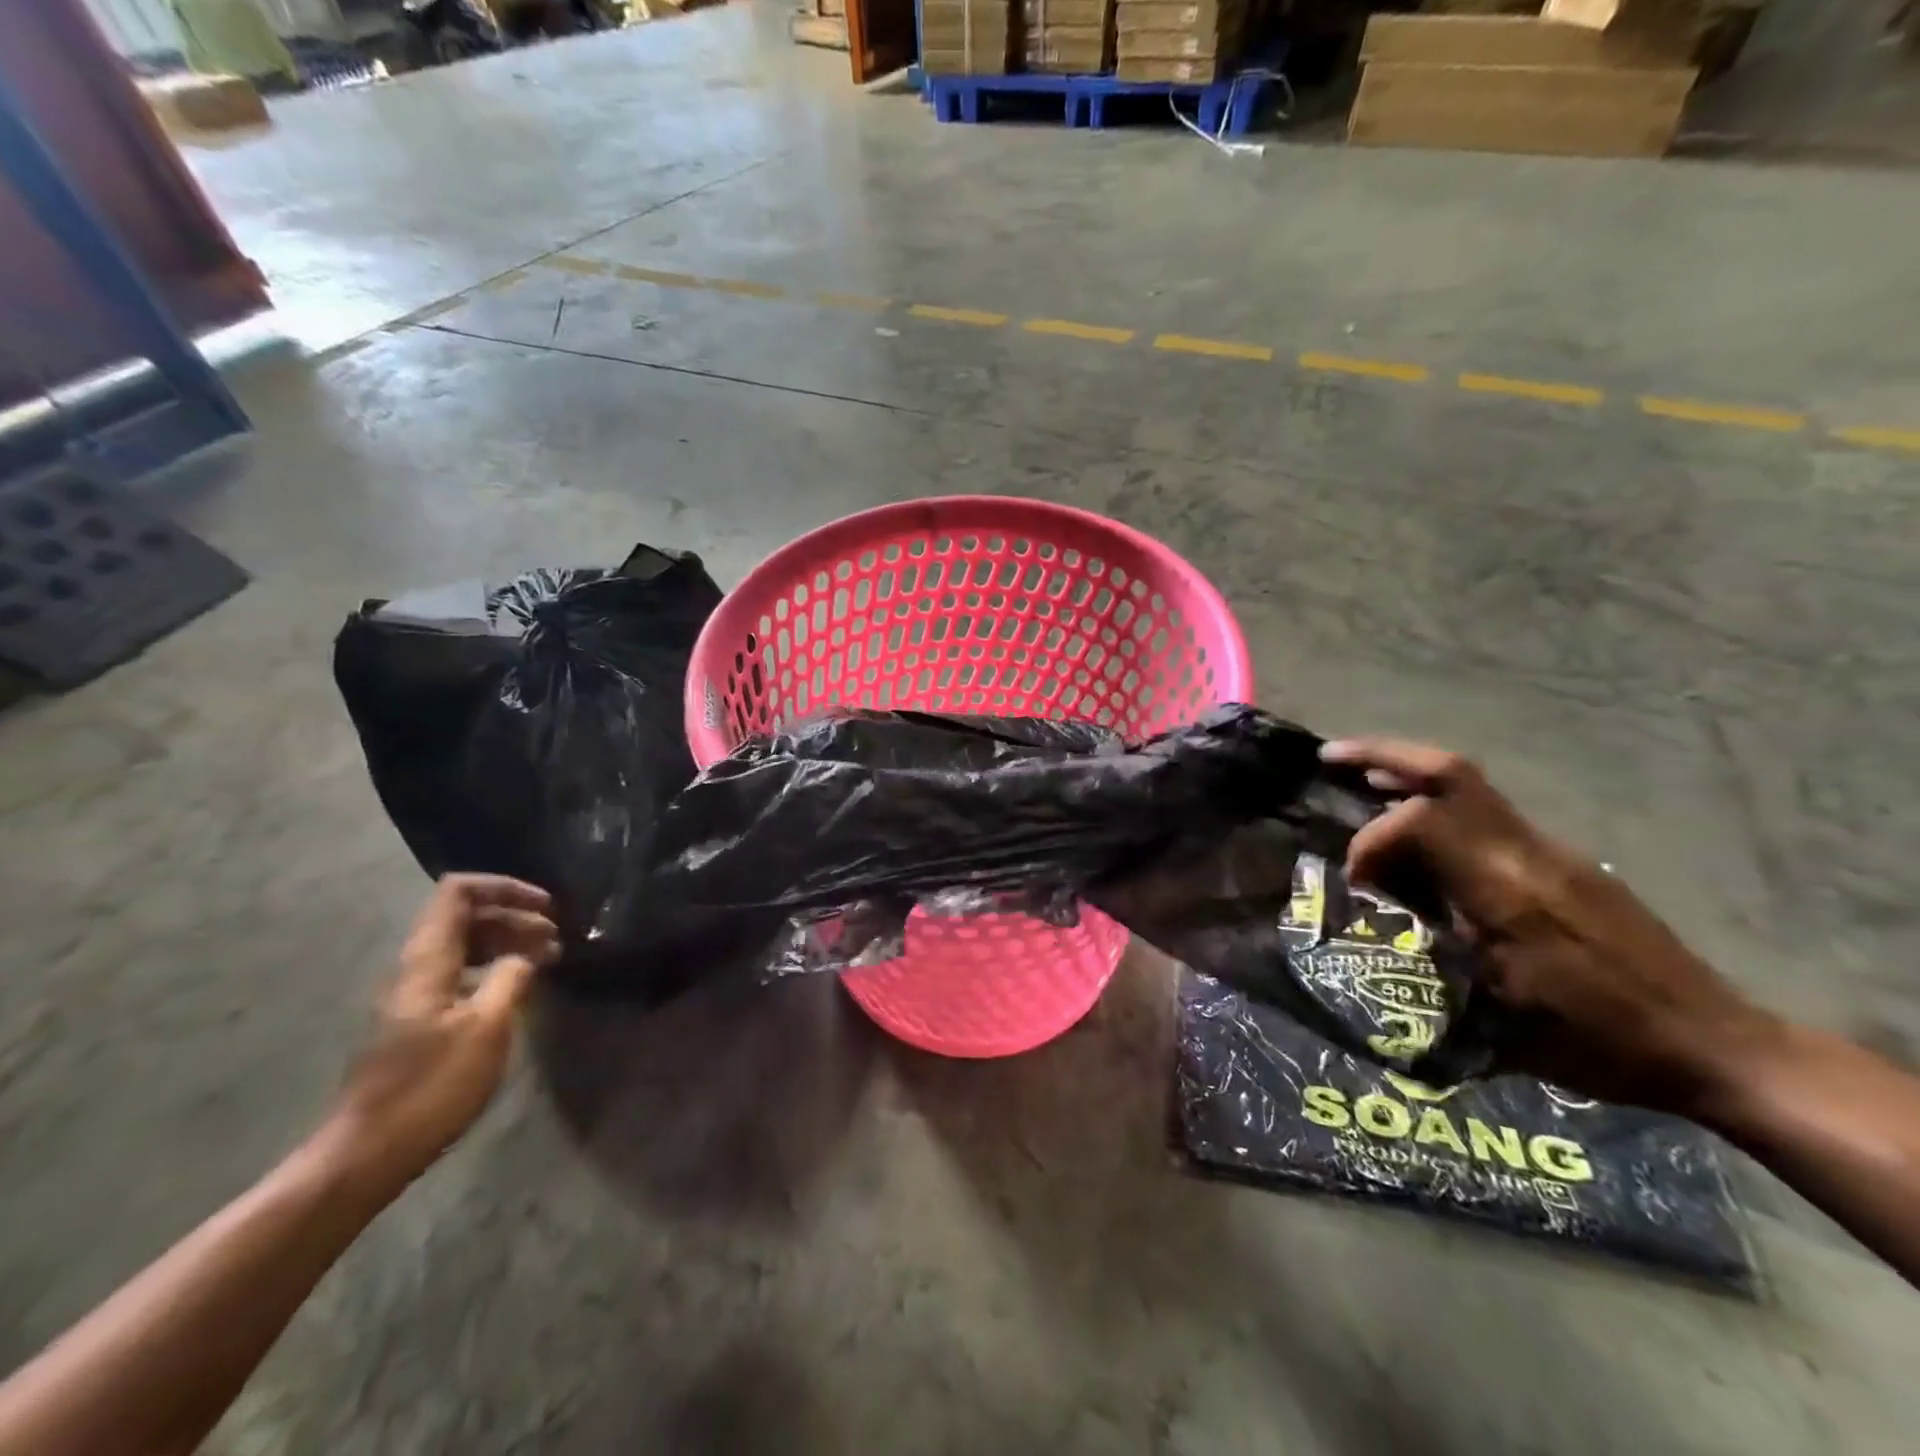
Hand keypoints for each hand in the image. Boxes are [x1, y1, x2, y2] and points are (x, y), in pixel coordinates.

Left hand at [322, 874, 558, 1196]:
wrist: (367, 1153)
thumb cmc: (431, 1086)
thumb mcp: (487, 1028)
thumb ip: (511, 978)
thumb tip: (527, 955)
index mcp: (427, 960)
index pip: (458, 892)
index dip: (504, 887)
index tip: (546, 906)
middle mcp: (415, 967)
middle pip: (463, 915)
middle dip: (514, 915)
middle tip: (556, 936)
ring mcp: (413, 995)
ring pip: (462, 944)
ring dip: (506, 941)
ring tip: (546, 958)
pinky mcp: (417, 1021)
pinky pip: (459, 972)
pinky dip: (493, 967)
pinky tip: (517, 987)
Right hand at [1321, 738, 1783, 1115]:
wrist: (1714, 1044)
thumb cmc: (1599, 1041)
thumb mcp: (1499, 1016)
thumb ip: (1432, 954)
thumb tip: (1379, 923)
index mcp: (1509, 891)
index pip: (1420, 822)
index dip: (1371, 841)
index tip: (1356, 883)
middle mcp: (1528, 853)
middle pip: (1451, 772)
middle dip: (1383, 755)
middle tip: (1329, 756)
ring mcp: (1552, 849)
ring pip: (1468, 784)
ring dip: (1407, 773)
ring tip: (1359, 780)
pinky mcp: (1563, 859)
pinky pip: (1487, 812)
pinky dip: (1437, 804)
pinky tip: (1417, 832)